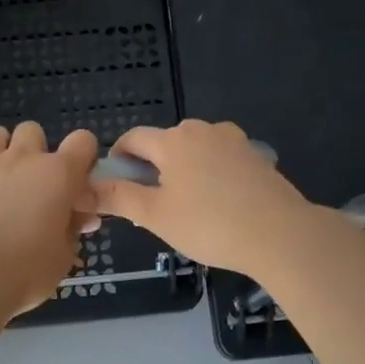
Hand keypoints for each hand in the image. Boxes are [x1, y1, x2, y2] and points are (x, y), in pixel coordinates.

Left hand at [0, 122, 100, 314]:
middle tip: (31, 185)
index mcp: (58, 175)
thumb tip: (80, 217)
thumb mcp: (63, 256)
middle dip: (35, 152)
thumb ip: (72, 229)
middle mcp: (22, 158)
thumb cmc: (27, 272)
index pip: (83, 141)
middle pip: (33, 131)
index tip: (75, 181)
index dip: (82, 157)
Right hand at [92, 120, 313, 276]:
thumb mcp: (155, 215)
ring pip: (194, 151)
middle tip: (152, 205)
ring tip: (187, 207)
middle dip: (152, 168)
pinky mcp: (255, 155)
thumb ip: (118, 197)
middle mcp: (202, 130)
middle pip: (165, 143)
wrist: (280, 234)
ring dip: (182, 171)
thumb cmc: (209, 225)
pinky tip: (217, 204)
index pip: (133, 138)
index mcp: (173, 140)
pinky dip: (209, 174)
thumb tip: (84, 187)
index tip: (116, 185)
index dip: (118, 159)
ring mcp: (233, 140)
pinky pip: (219, 159)